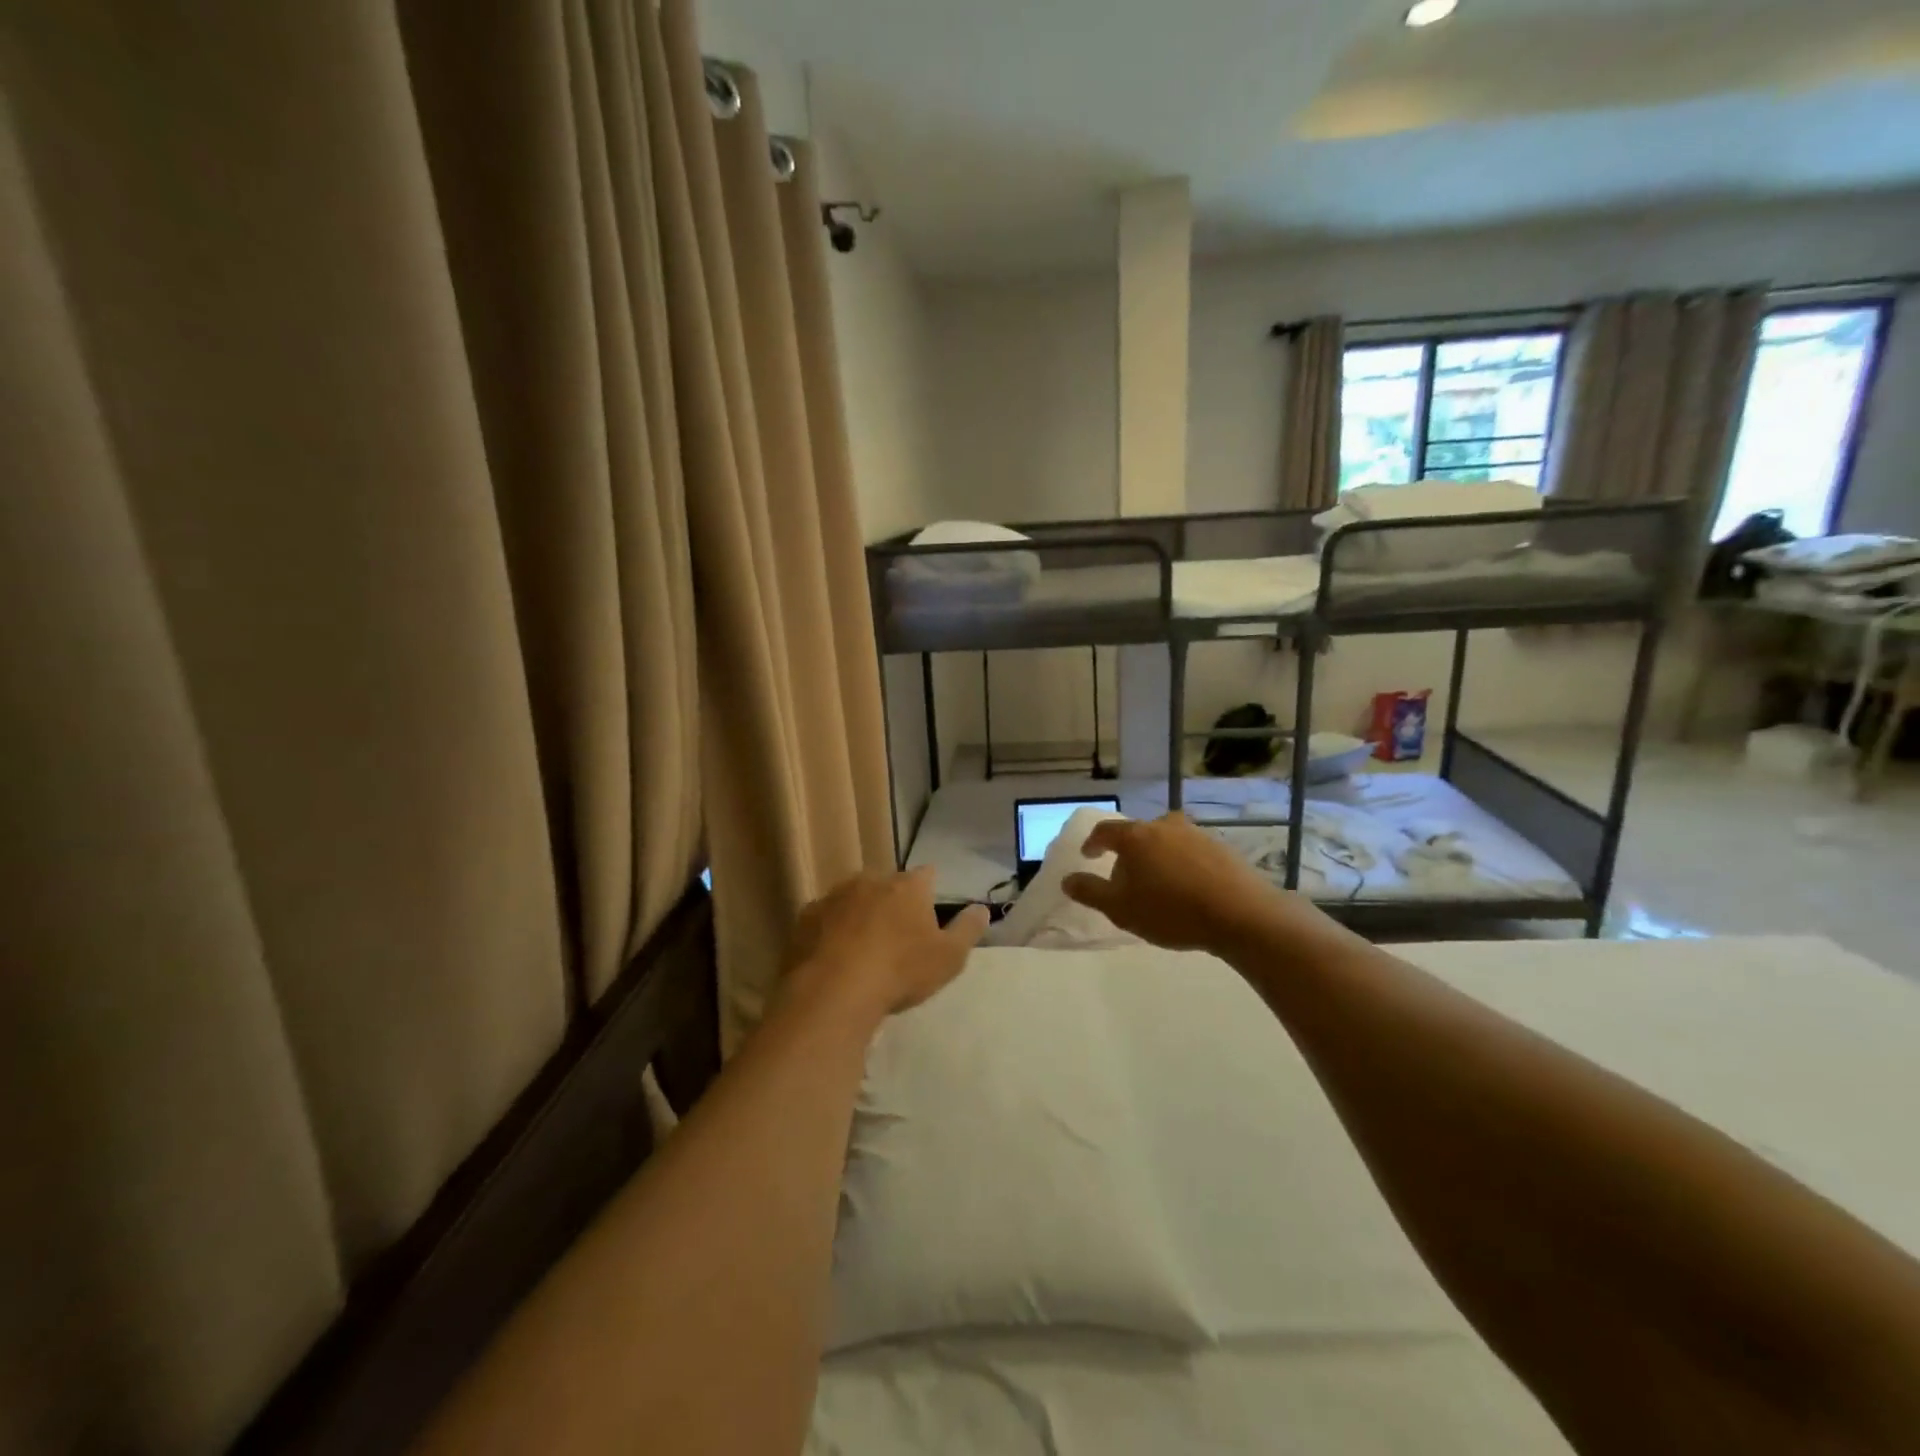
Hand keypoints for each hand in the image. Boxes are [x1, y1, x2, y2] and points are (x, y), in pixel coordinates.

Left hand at [777, 867, 988, 1019]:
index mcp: (907, 886)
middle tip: (896, 934)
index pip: (926, 875)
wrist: (833, 991)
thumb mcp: (949, 958)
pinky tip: (833, 956)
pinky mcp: (805, 917)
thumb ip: (968, 930)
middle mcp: (870, 880)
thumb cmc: (900, 971)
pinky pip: (825, 918)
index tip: (929, 909)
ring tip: (862, 947)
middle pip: (887, 884)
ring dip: (859, 914)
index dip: (929, 890)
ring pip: (853, 898)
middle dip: (892, 901)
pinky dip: (831, 930)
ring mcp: (834, 896)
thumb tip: (982, 908)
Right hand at [1062, 814, 1323, 954]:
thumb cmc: (1171, 911)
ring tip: (1159, 886)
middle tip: (1126, 880)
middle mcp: (1165, 826)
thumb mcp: (1121, 909)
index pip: (1105, 832)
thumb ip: (1090, 892)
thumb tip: (1067, 879)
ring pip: (1166, 841)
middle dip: (1128, 854)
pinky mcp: (1222, 848)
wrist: (1241, 915)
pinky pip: (1191, 852)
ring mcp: (1196, 834)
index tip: (1088, 856)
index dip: (1093, 843)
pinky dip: (1182, 865)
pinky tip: (1188, 889)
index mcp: (1136, 837)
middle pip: (1138, 835)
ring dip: (1157, 858)